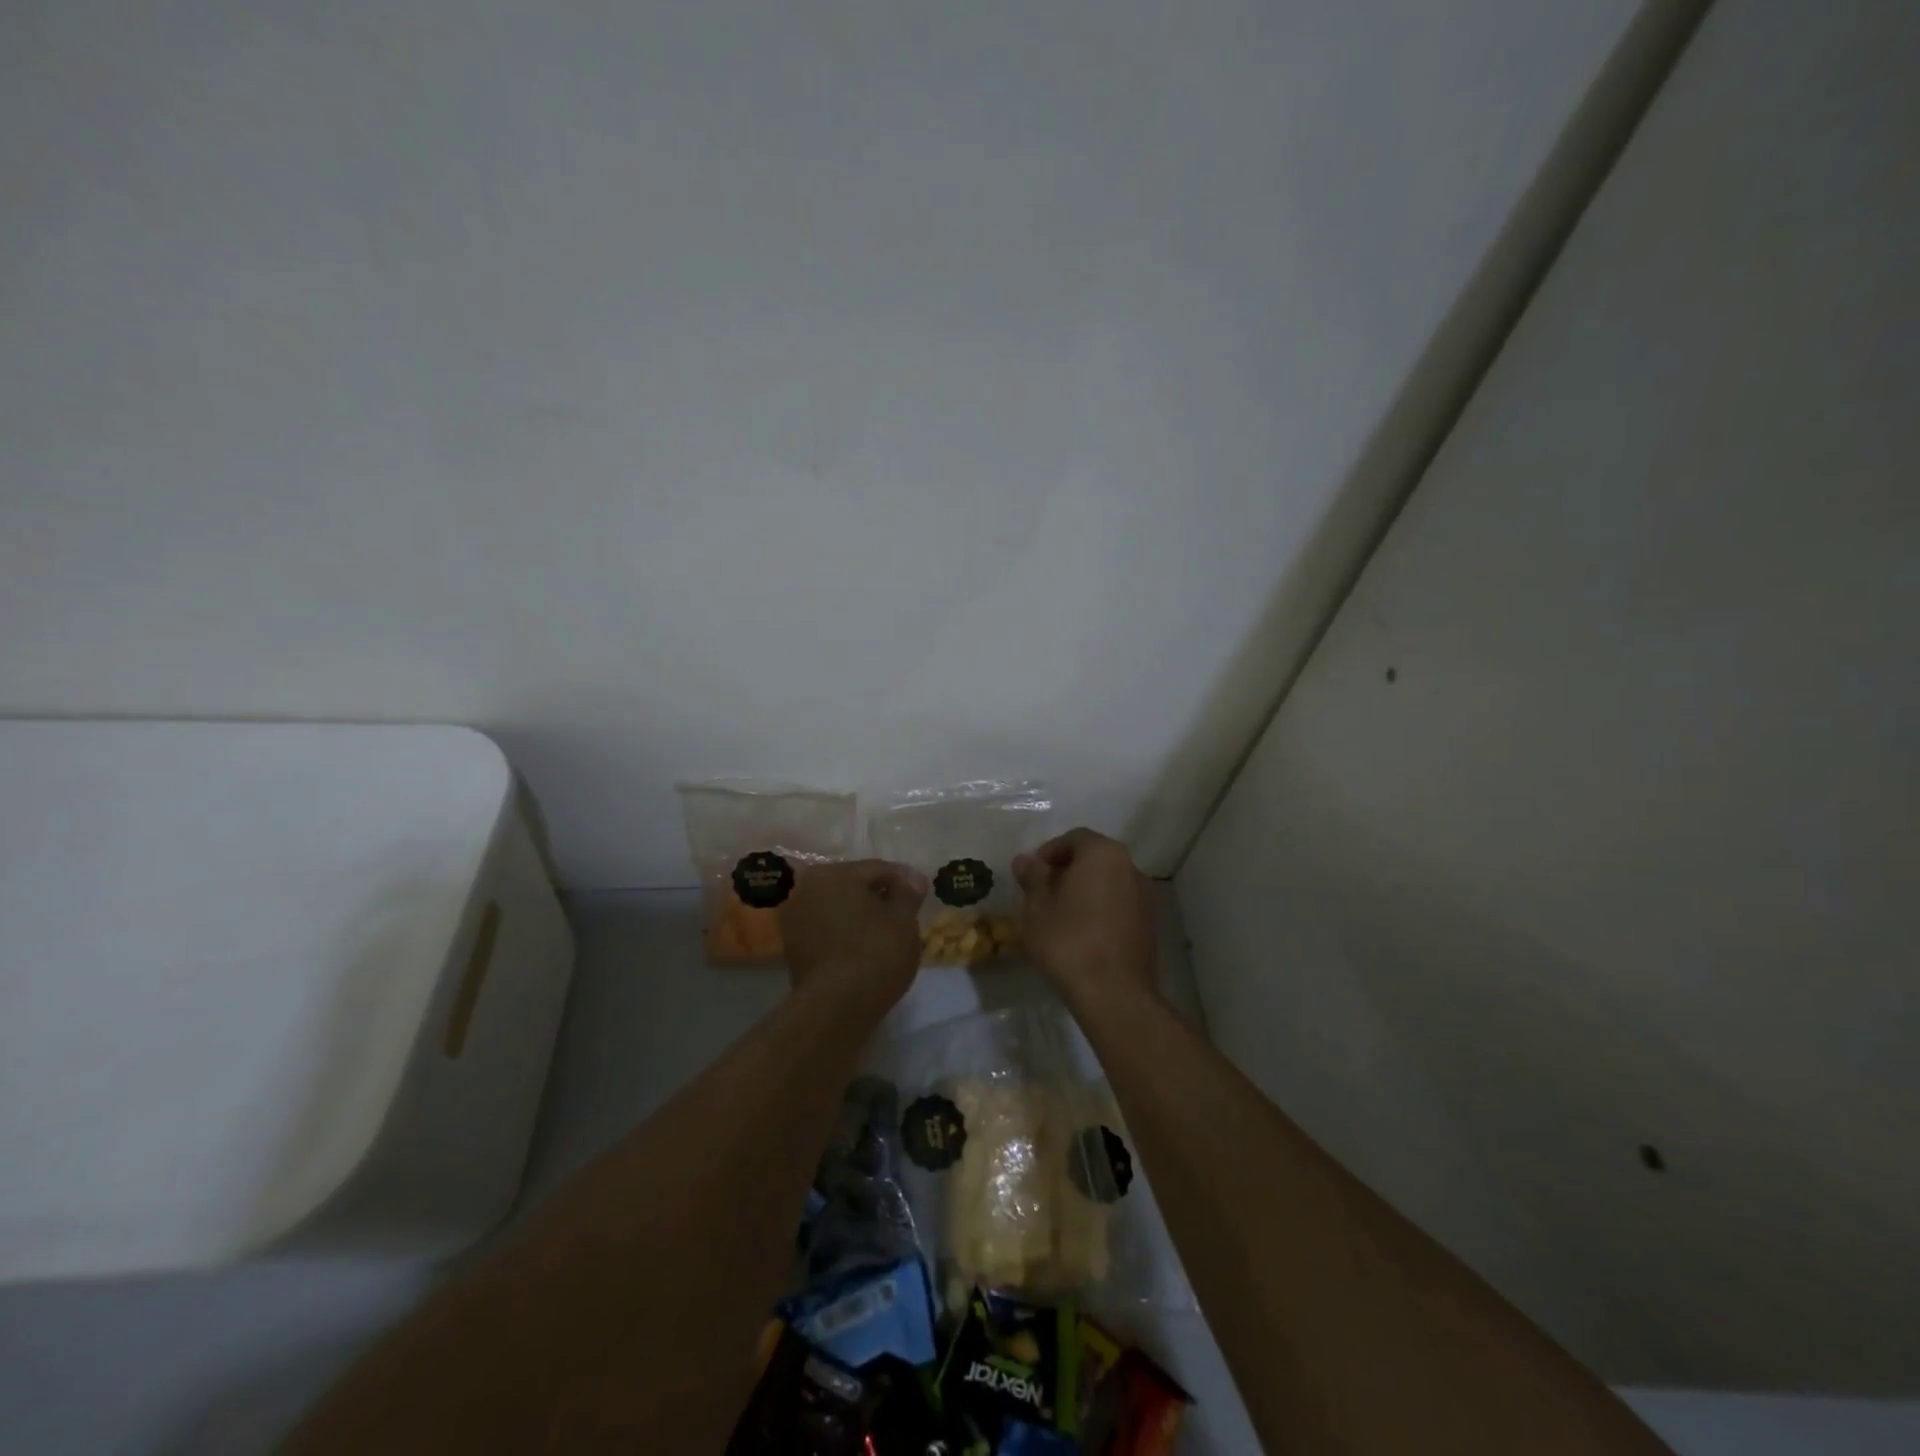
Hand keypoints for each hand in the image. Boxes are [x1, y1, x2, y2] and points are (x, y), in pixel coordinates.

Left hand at [780, 859, 928, 1012]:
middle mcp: (806, 889)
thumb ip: (908, 894)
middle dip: (880, 896)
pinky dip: (847, 933)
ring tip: (888, 932)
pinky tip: (866, 947)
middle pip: (854, 886)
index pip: (877, 869)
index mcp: (832, 873)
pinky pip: (828, 930)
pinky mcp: (793, 949)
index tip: (922, 892)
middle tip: (906, 912)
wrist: (836, 1007)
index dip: (904, 880)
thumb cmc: (875, 952)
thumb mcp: (903, 919)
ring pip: (839, 909)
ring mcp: (794, 920)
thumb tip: (912, 879)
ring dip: (862, 915)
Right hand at [1013, 829, 1158, 1012]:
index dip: (1049, 851)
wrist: (1114, 993)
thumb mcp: (1037, 906)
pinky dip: (1100, 910)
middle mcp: (1130, 868)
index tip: (1032, 872)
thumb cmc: (1068, 940)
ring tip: (1060, 915)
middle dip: (1067, 871)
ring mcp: (1145, 898)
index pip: (1074, 838)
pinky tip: (1082, 934)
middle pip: (1094, 859)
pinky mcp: (1150, 925)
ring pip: (1108, 883)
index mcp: (1103, 854)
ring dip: (1085, 891)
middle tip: (1042, 893)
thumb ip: (1032, 877)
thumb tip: (1025, 860)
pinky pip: (1119, 906)